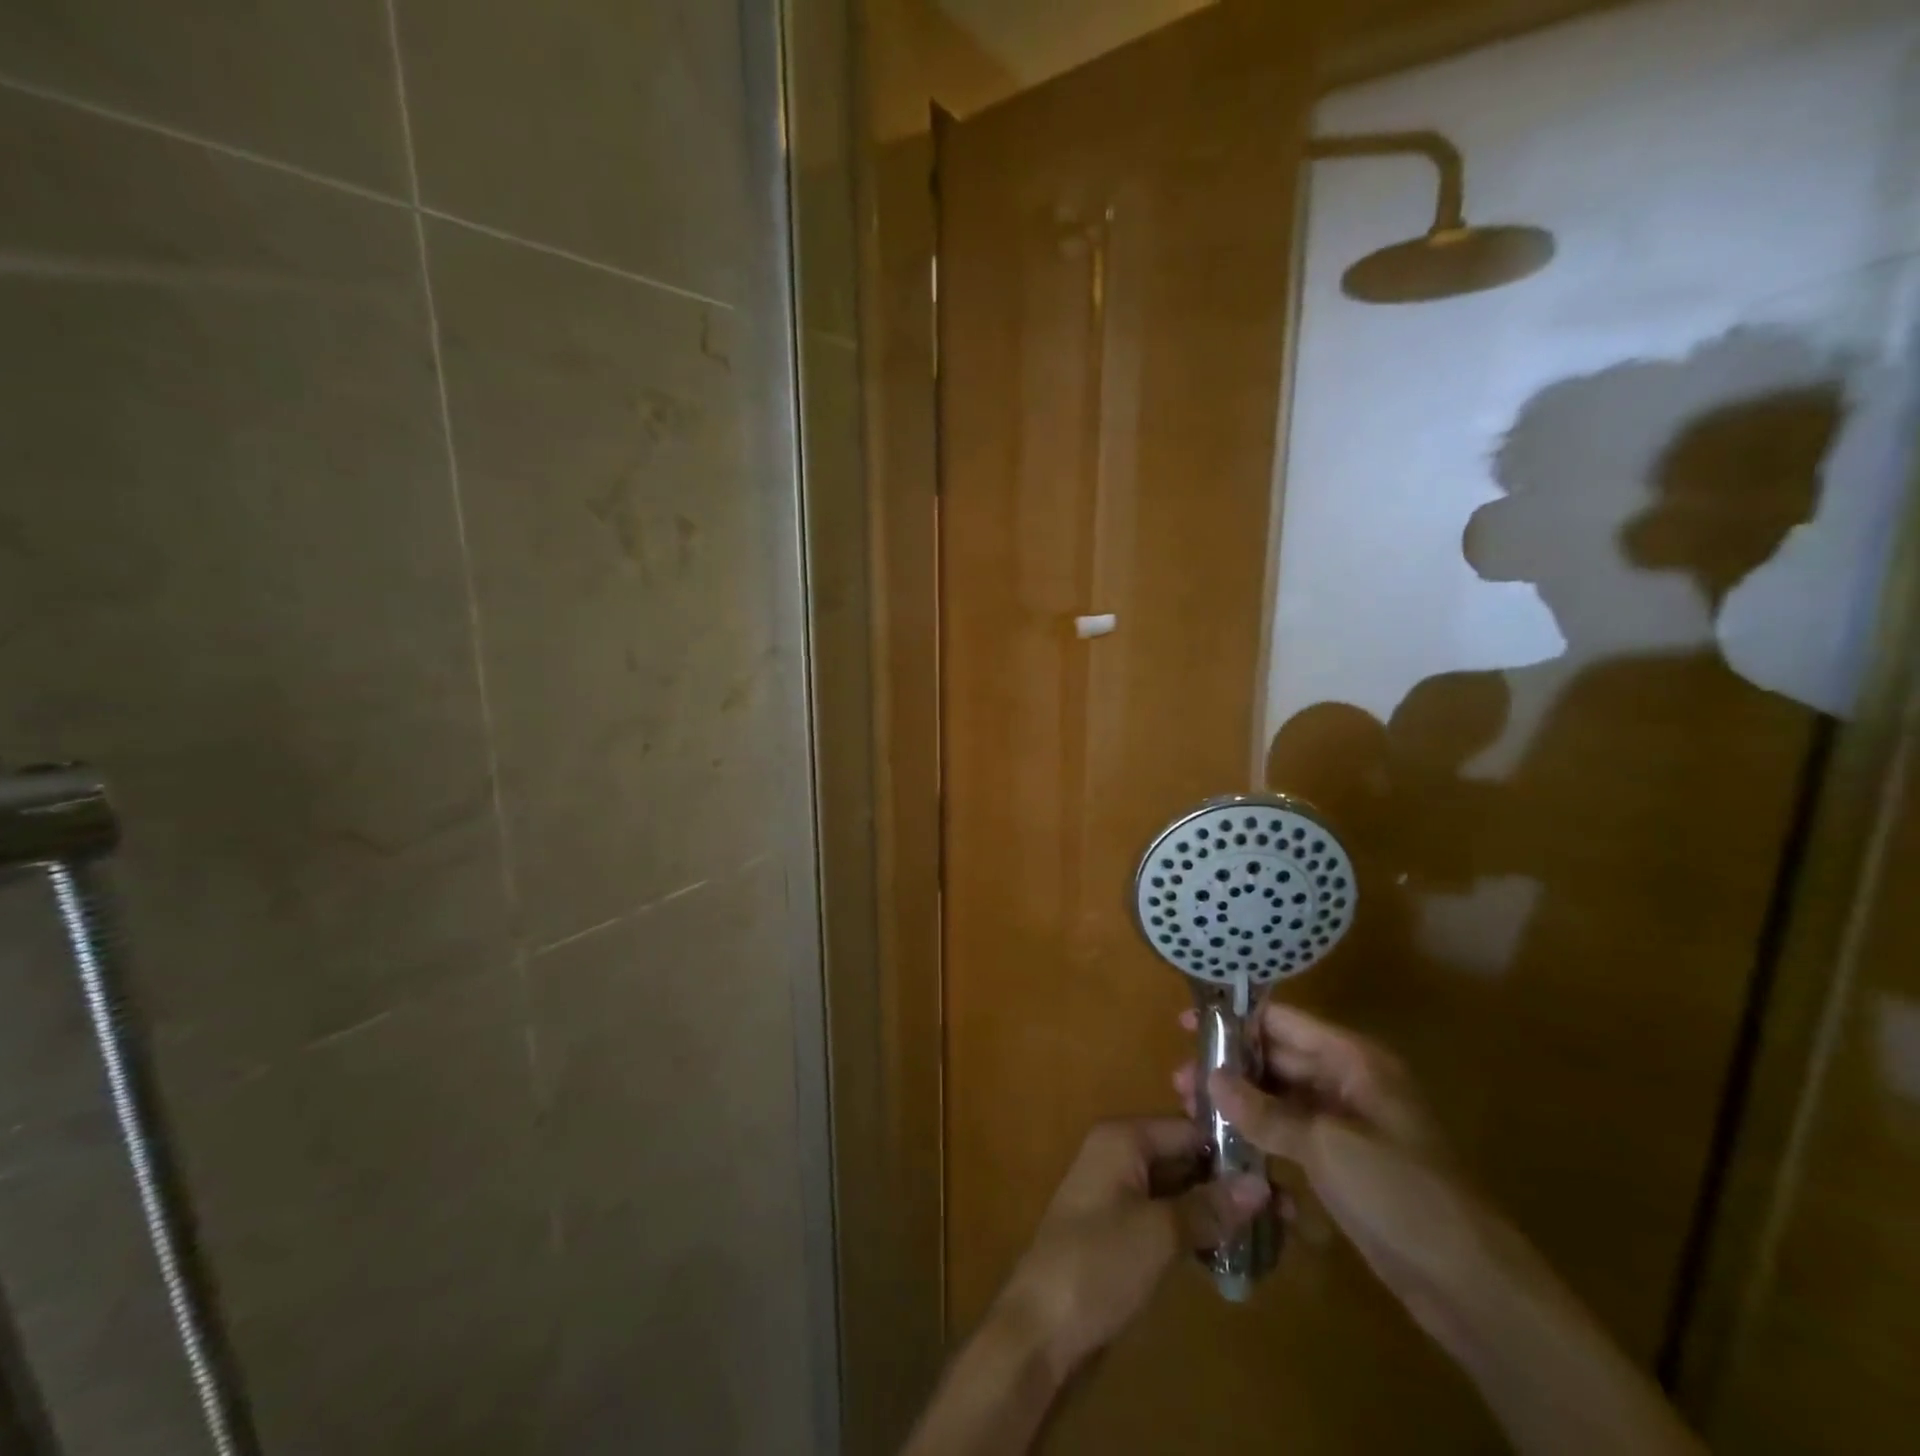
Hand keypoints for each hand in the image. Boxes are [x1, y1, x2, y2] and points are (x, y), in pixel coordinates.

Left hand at [997, 1118, 1270, 1378]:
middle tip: (1289, 1214)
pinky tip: (1235, 1255)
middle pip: (1186, 1157)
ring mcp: (1120, 1192)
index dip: (1233, 1150)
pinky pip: (1169, 1216)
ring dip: (1220, 1211)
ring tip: (1274, 1237)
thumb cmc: (1098, 1263)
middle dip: (1232, 1183)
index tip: (1283, 1175)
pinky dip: (1199, 1231)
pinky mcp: (1123, 1229)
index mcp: (1123, 1138)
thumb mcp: (1159, 1233)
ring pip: (1181, 1189)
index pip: (1189, 1128)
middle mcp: (1120, 1154)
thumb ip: (1209, 1206)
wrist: (1041, 1325)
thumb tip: (1262, 1185)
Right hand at [1174, 1003, 1500, 1344]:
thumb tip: (1210, 1079)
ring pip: (1280, 1098)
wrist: (1470, 1285)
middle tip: (1179, 1081)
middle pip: (1277, 1059)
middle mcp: (1347, 1082)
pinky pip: (1291, 1134)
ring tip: (1191, 1112)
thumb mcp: (1327, 1146)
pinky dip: (1260, 1135)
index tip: (1188, 1026)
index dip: (1236, 1021)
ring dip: (1240, 1103)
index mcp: (1353, 1061)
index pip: (1283, 1023)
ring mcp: (1345, 1124)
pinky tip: (1227, 1146)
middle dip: (1230, 1068)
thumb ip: (1265, 1111)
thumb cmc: (1401, 1194)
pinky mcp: (1341, 1162)